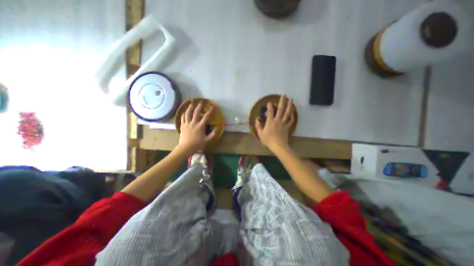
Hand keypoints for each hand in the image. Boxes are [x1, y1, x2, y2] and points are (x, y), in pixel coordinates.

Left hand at [177, 99, 215, 153]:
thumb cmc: (197, 144)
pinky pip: (182, 118)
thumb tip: (217, 127)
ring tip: (191, 102)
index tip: (212, 106)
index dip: (210, 111)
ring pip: (188, 113)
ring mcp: (187, 124)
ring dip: (190, 107)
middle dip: (199, 106)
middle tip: (201, 101)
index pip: (206, 116)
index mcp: (200, 126)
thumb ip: (213, 134)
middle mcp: (194, 123)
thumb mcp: (208, 140)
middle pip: (196, 112)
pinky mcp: (182, 126)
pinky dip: (183, 113)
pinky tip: (184, 111)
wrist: (186, 147)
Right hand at [256, 94, 292, 148]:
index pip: (270, 111)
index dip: (269, 106)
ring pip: (287, 113)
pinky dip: (292, 116)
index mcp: (270, 121)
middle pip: (281, 109)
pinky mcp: (287, 126)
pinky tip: (292, 112)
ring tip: (291, 99)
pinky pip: (291, 120)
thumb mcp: (260, 133)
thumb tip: (257, 119)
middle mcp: (278, 120)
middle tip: (284, 95)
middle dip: (282, 101)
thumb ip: (258, 125)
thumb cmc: (268, 140)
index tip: (269, 102)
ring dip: (289, 105)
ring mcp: (283, 123)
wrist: (278, 145)